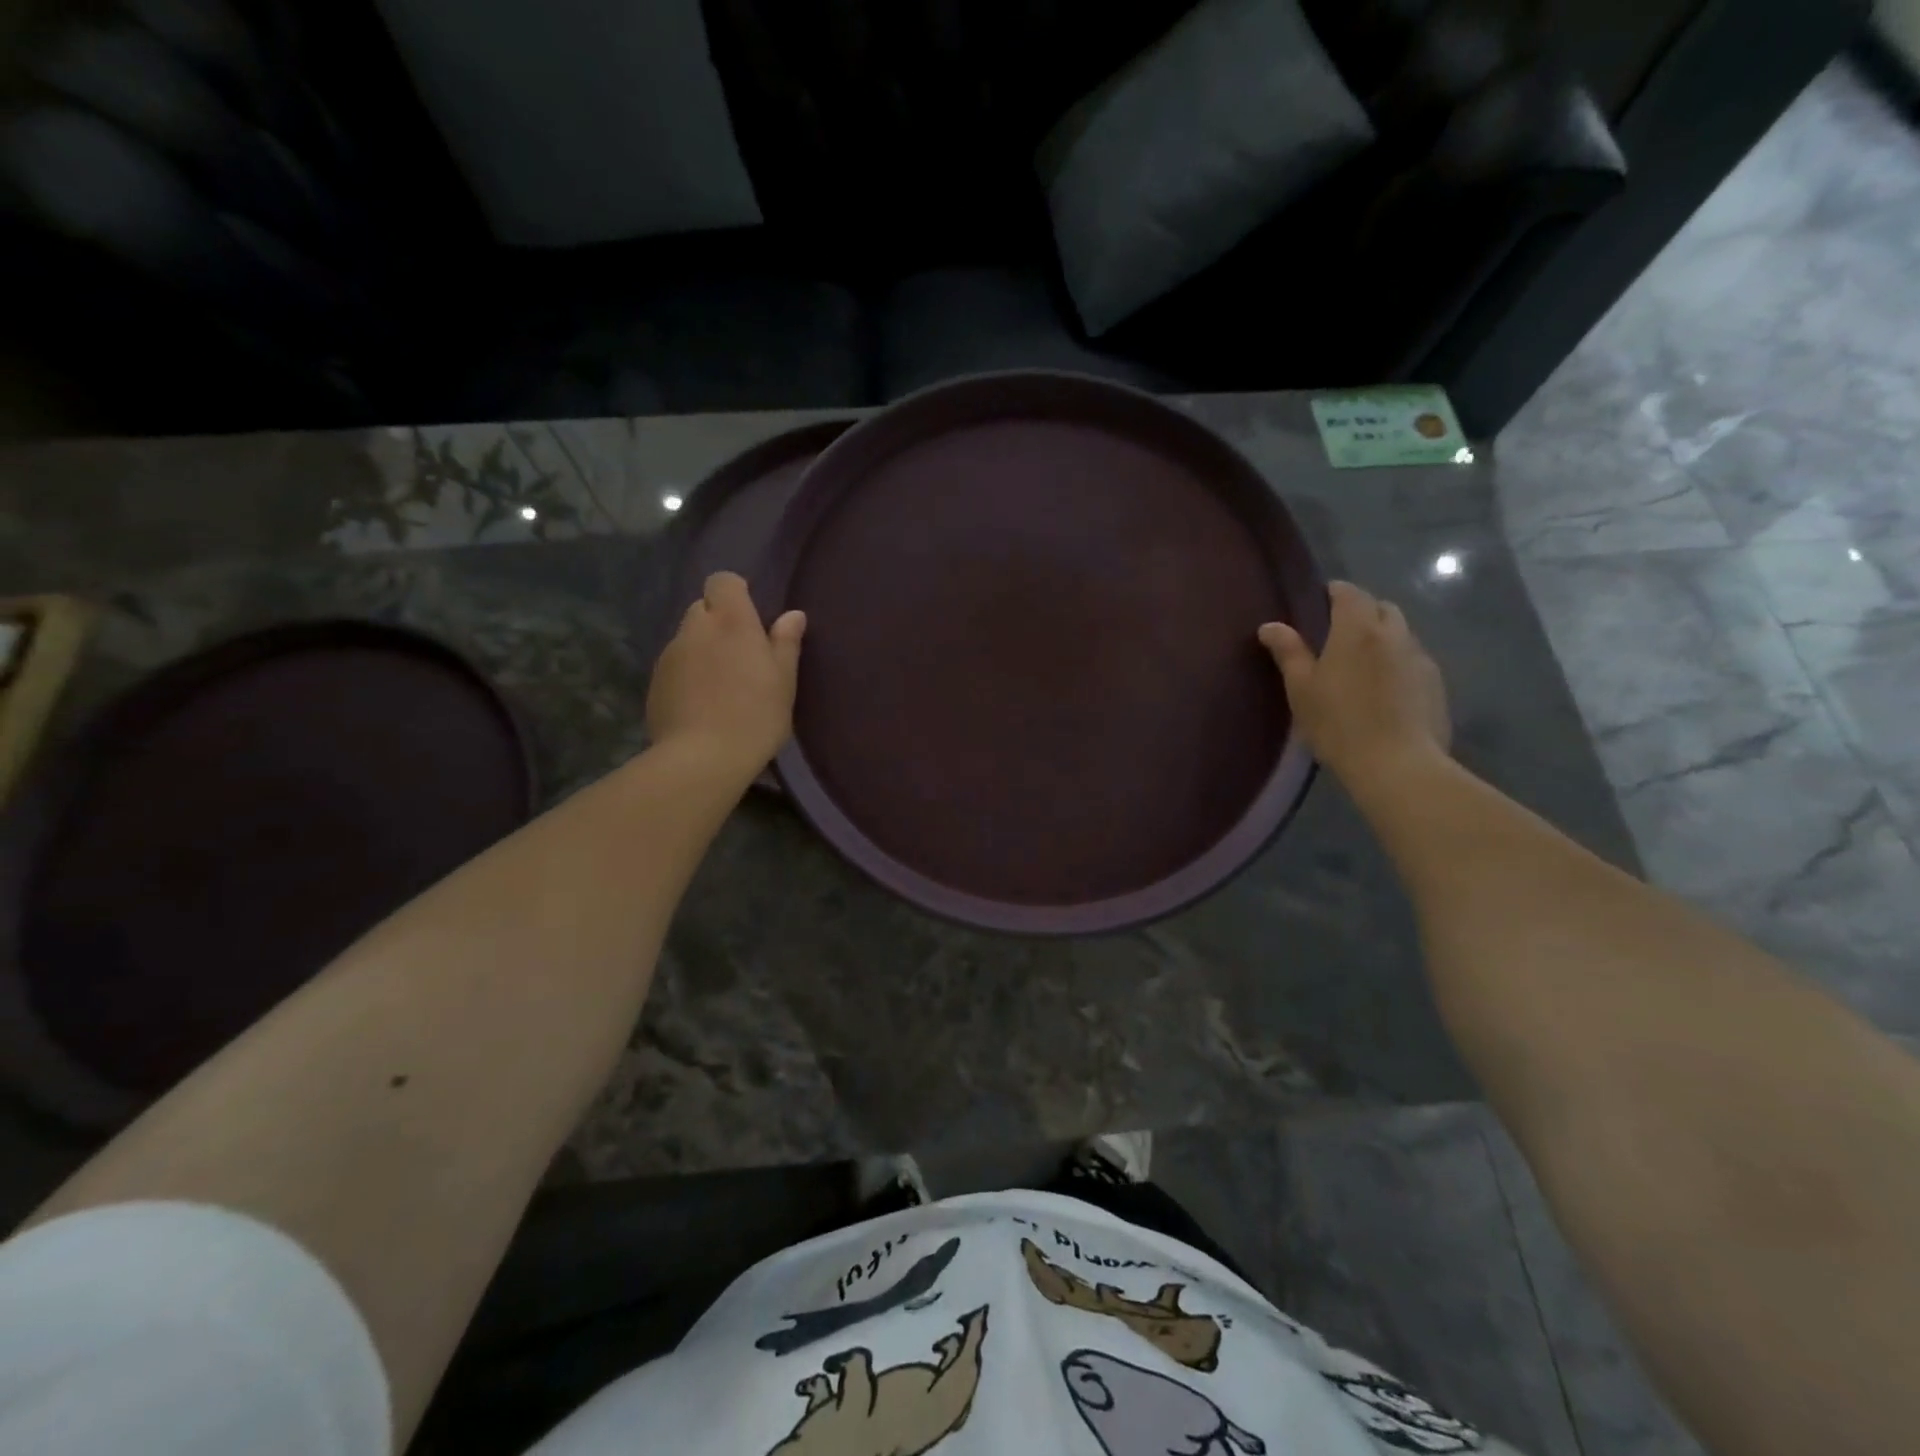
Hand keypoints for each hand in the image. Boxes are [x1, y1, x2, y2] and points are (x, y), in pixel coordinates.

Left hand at [647, 572, 805, 777]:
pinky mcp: (654, 682)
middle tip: (740, 655)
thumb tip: (793, 614)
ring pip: (687, 638)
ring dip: (702, 649)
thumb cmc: (755, 715)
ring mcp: (669, 655)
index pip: (723, 581)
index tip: (751, 616)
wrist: (702, 759)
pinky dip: (687, 674)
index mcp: (731, 621)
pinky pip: (675, 665)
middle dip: (718, 622)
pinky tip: (702, 704)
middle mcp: (695, 628)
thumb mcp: (784, 681)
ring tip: (721, 684)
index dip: (735, 593)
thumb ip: (786, 643)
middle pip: (702, 608)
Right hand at [1258, 581, 1449, 788]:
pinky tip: (1384, 690)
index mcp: (1358, 630)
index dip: (1334, 592)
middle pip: (1382, 608)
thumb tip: (1270, 626)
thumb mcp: (1301, 689)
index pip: (1349, 593)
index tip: (1319, 602)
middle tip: (1338, 633)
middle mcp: (1395, 634)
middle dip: (1362, 611)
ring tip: (1361, 664)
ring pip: (1401, 634)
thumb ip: (1288, 652)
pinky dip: (1397, 662)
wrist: (1396, 765)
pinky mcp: (1436, 684)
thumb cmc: (1338, 723)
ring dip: (1382, 638)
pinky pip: (1413, 660)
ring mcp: (1420, 659)